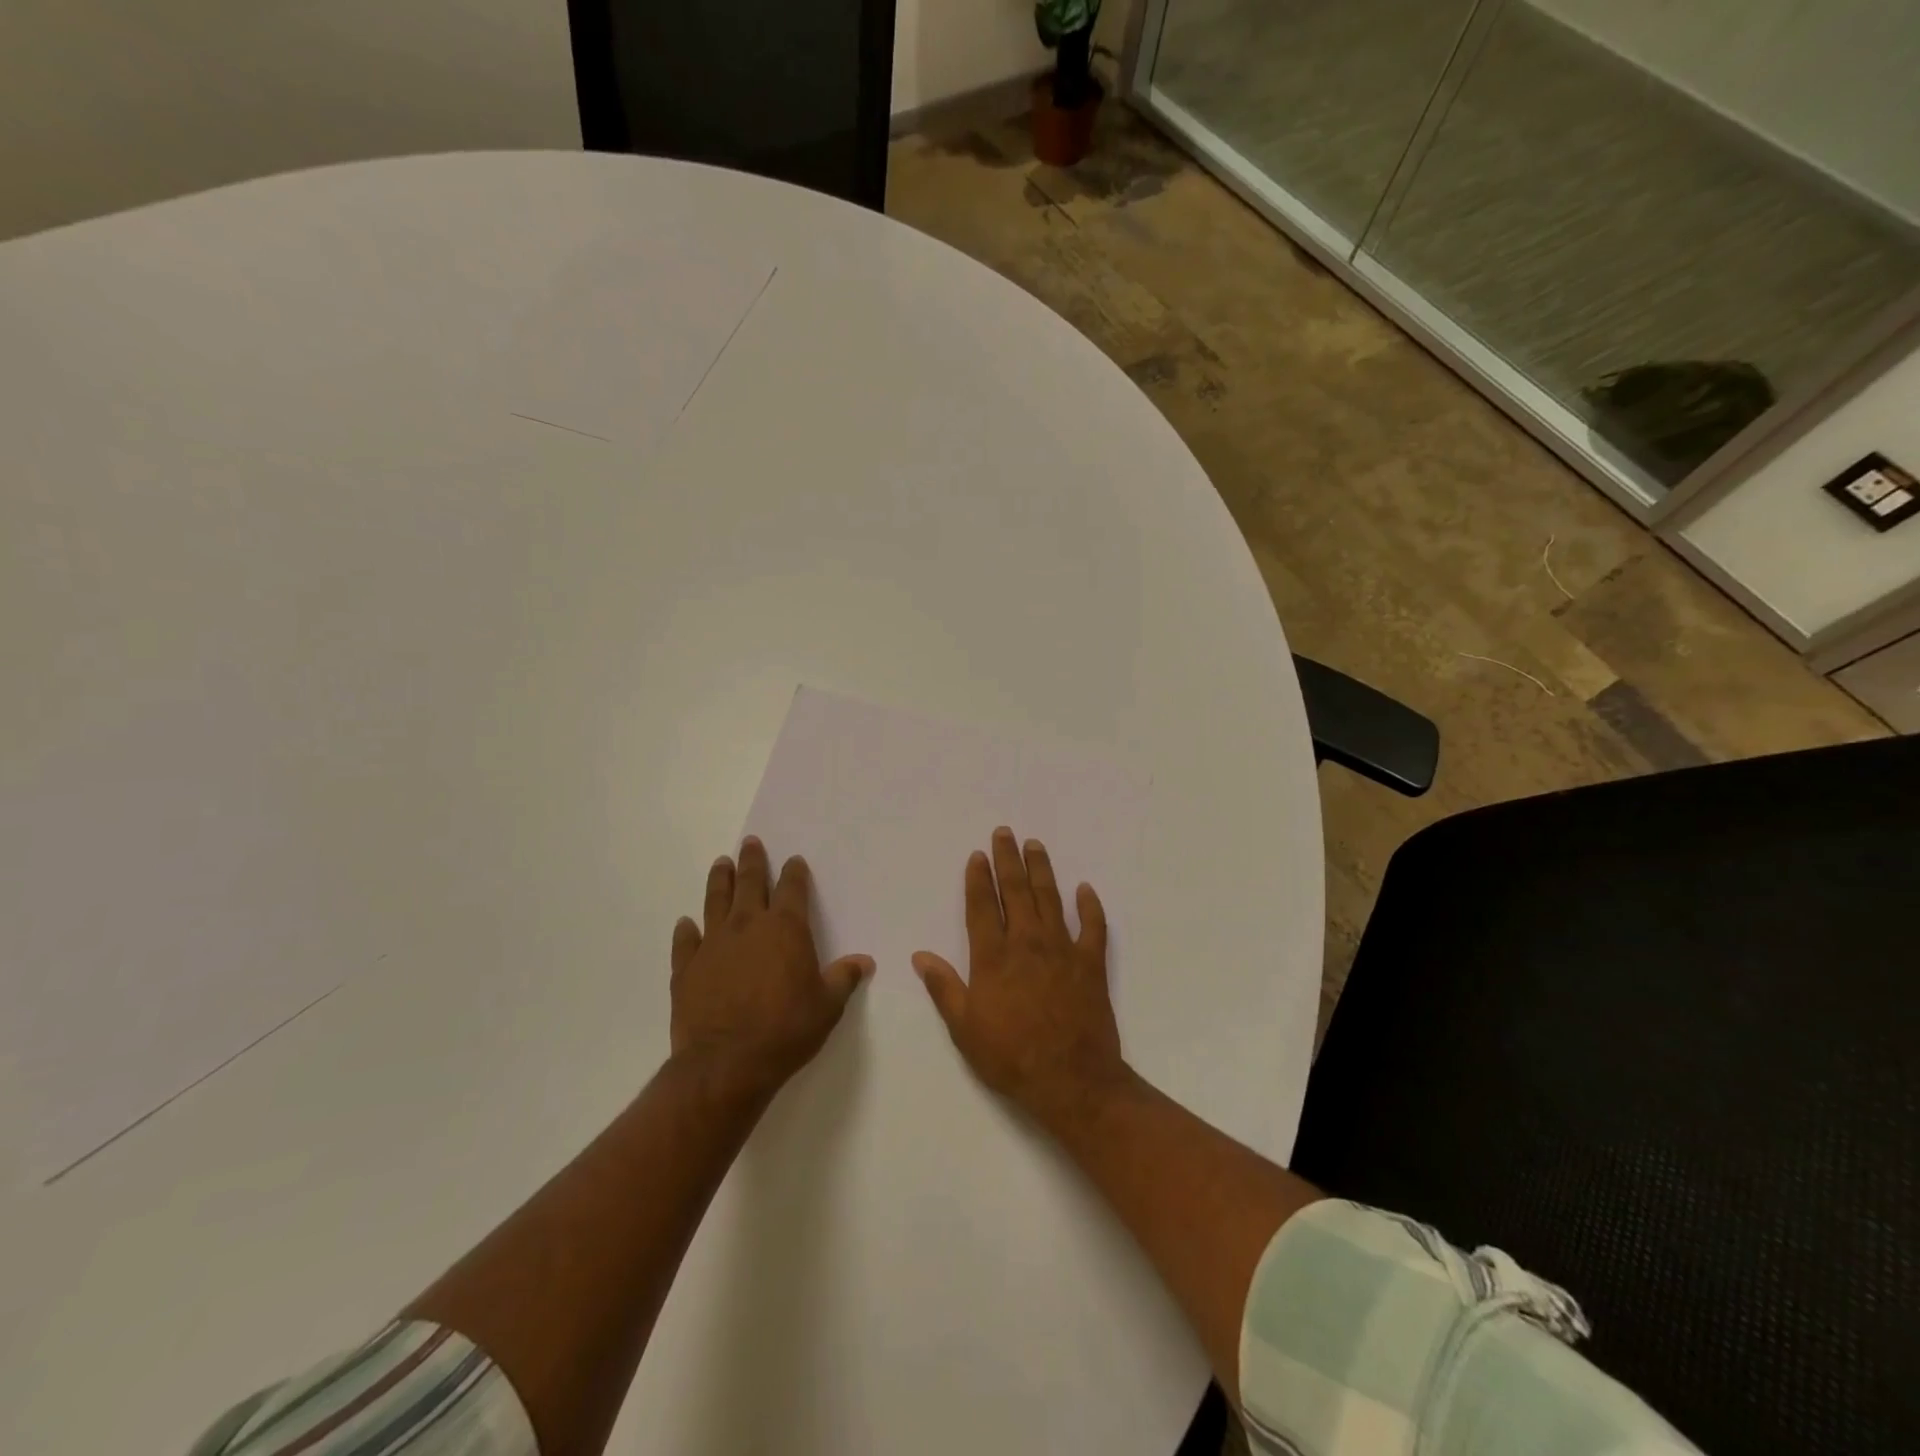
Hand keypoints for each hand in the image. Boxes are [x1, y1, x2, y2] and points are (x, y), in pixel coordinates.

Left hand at [670, 837, 873, 1100]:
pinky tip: (686, 923)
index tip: (793, 861)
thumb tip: (864, 962)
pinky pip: (686, 941)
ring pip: (715, 901)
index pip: (792, 888)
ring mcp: (713, 944)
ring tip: (720, 864)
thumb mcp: (827, 1006)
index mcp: (785, 928)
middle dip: (751, 861)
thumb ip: (843, 978)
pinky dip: (687, 930)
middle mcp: (747, 926)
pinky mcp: (687, 967)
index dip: (794, 872)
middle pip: (749, 883)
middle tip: (750, 843)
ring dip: (719, 880)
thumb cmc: (786, 1030)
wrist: (726, 1064)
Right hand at [913, 827, 1128, 1129]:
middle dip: (1008, 859)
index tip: (978, 855)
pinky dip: (1090, 906)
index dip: (979, 878)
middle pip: (1016, 891)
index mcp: (993, 957)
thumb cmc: (1010, 1056)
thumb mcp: (965, 1028)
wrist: (1071, 1080)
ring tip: (1035, 845)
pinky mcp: (1091, 963)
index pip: (983, 906)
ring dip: (1042, 870)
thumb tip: (920, 955)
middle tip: (1005, 833)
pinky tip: (1085, 889)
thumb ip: (944, 987)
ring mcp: (1062, 950)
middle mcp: (1027, 943)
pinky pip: (1093, 927)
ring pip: (1050, 899)